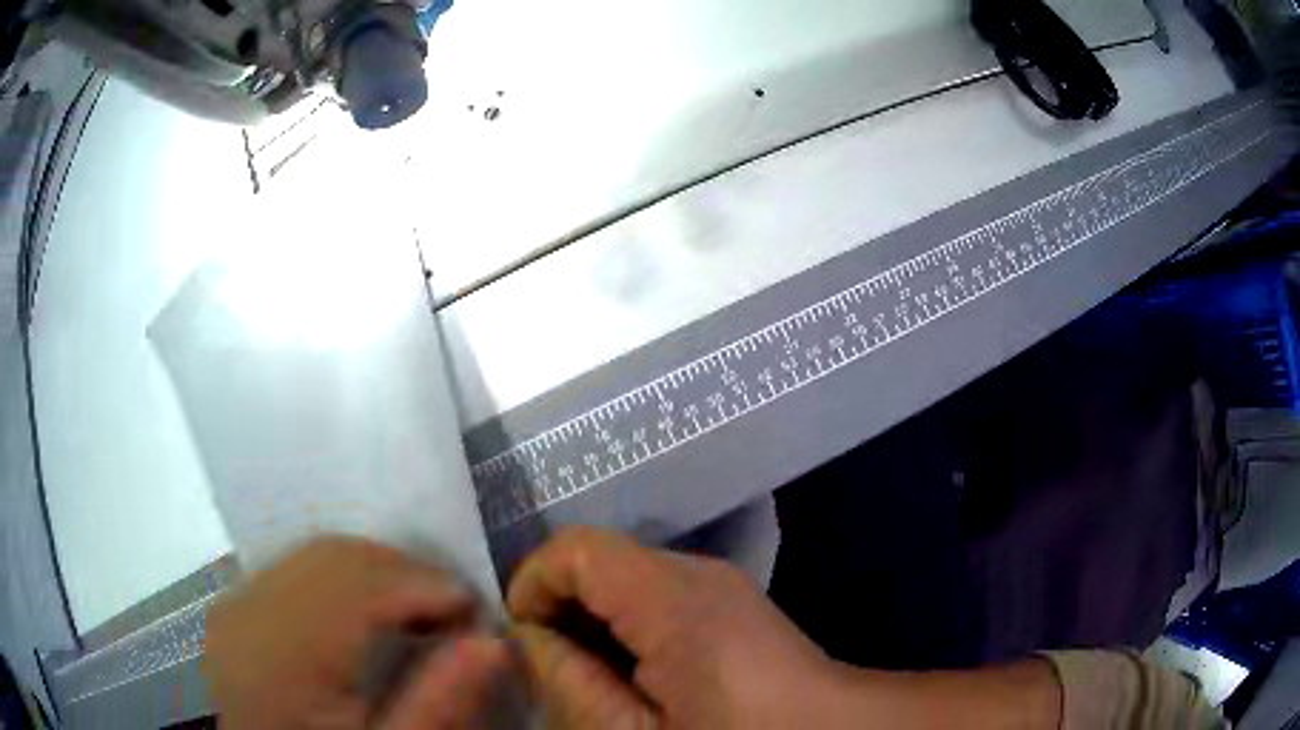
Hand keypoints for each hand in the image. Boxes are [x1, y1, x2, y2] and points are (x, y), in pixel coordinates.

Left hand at [205, 537, 513, 728]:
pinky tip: (361, 613)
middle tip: (449, 614)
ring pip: (315, 553)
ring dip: (373, 570)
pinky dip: (338, 576)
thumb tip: (493, 642)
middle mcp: (250, 610)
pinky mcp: (234, 605)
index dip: (427, 585)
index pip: (363, 585)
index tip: (476, 613)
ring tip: (412, 612)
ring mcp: (236, 602)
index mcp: (287, 653)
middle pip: (338, 556)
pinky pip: (293, 566)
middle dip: (404, 571)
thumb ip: (439, 703)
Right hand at [506, 527, 856, 728]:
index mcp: (672, 597)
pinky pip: (656, 594)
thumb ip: (572, 682)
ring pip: (625, 577)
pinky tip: (629, 671)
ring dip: (591, 618)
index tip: (521, 638)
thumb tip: (526, 639)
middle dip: (558, 605)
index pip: (577, 548)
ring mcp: (717, 582)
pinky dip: (624, 623)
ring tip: (585, 674)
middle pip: (599, 560)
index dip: (532, 582)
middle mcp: (696, 571)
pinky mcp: (728, 600)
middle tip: (548, 665)